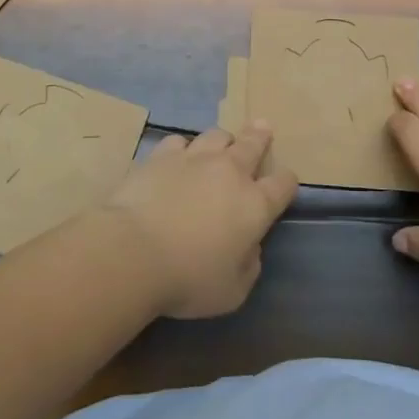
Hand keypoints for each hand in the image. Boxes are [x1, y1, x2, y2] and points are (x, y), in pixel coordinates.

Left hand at [95, 123, 298, 318]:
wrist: (132, 252)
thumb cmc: (188, 278)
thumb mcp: (232, 291)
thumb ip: (249, 265)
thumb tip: (249, 247)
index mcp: (255, 205)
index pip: (283, 184)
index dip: (287, 182)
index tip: (285, 183)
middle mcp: (229, 173)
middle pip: (252, 144)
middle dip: (260, 136)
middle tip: (262, 127)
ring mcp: (193, 159)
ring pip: (216, 136)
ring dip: (222, 140)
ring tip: (221, 144)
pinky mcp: (160, 156)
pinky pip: (178, 142)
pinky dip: (183, 148)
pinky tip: (178, 156)